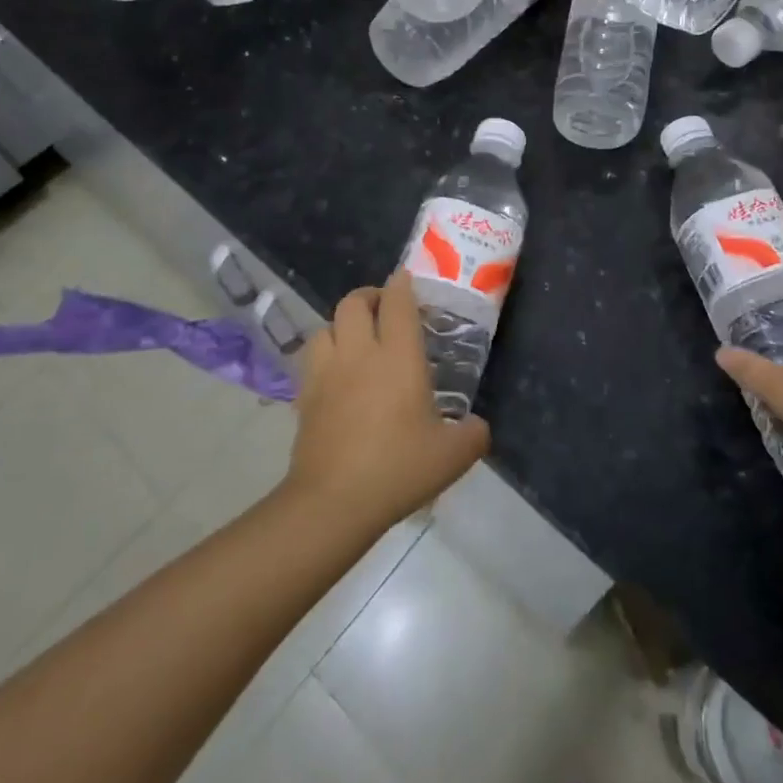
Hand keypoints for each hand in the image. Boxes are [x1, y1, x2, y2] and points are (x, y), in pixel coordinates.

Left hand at [283, 269, 489, 532]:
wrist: (333, 503)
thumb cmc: (398, 468)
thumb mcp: (453, 455)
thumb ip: (473, 434)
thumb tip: (478, 427)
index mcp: (398, 357)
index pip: (397, 302)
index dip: (401, 284)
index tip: (406, 280)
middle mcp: (360, 354)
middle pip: (354, 303)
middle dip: (370, 297)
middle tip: (385, 309)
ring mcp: (327, 374)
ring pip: (326, 326)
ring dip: (342, 325)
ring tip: (357, 339)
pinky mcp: (305, 397)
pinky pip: (312, 359)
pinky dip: (325, 355)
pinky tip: (337, 375)